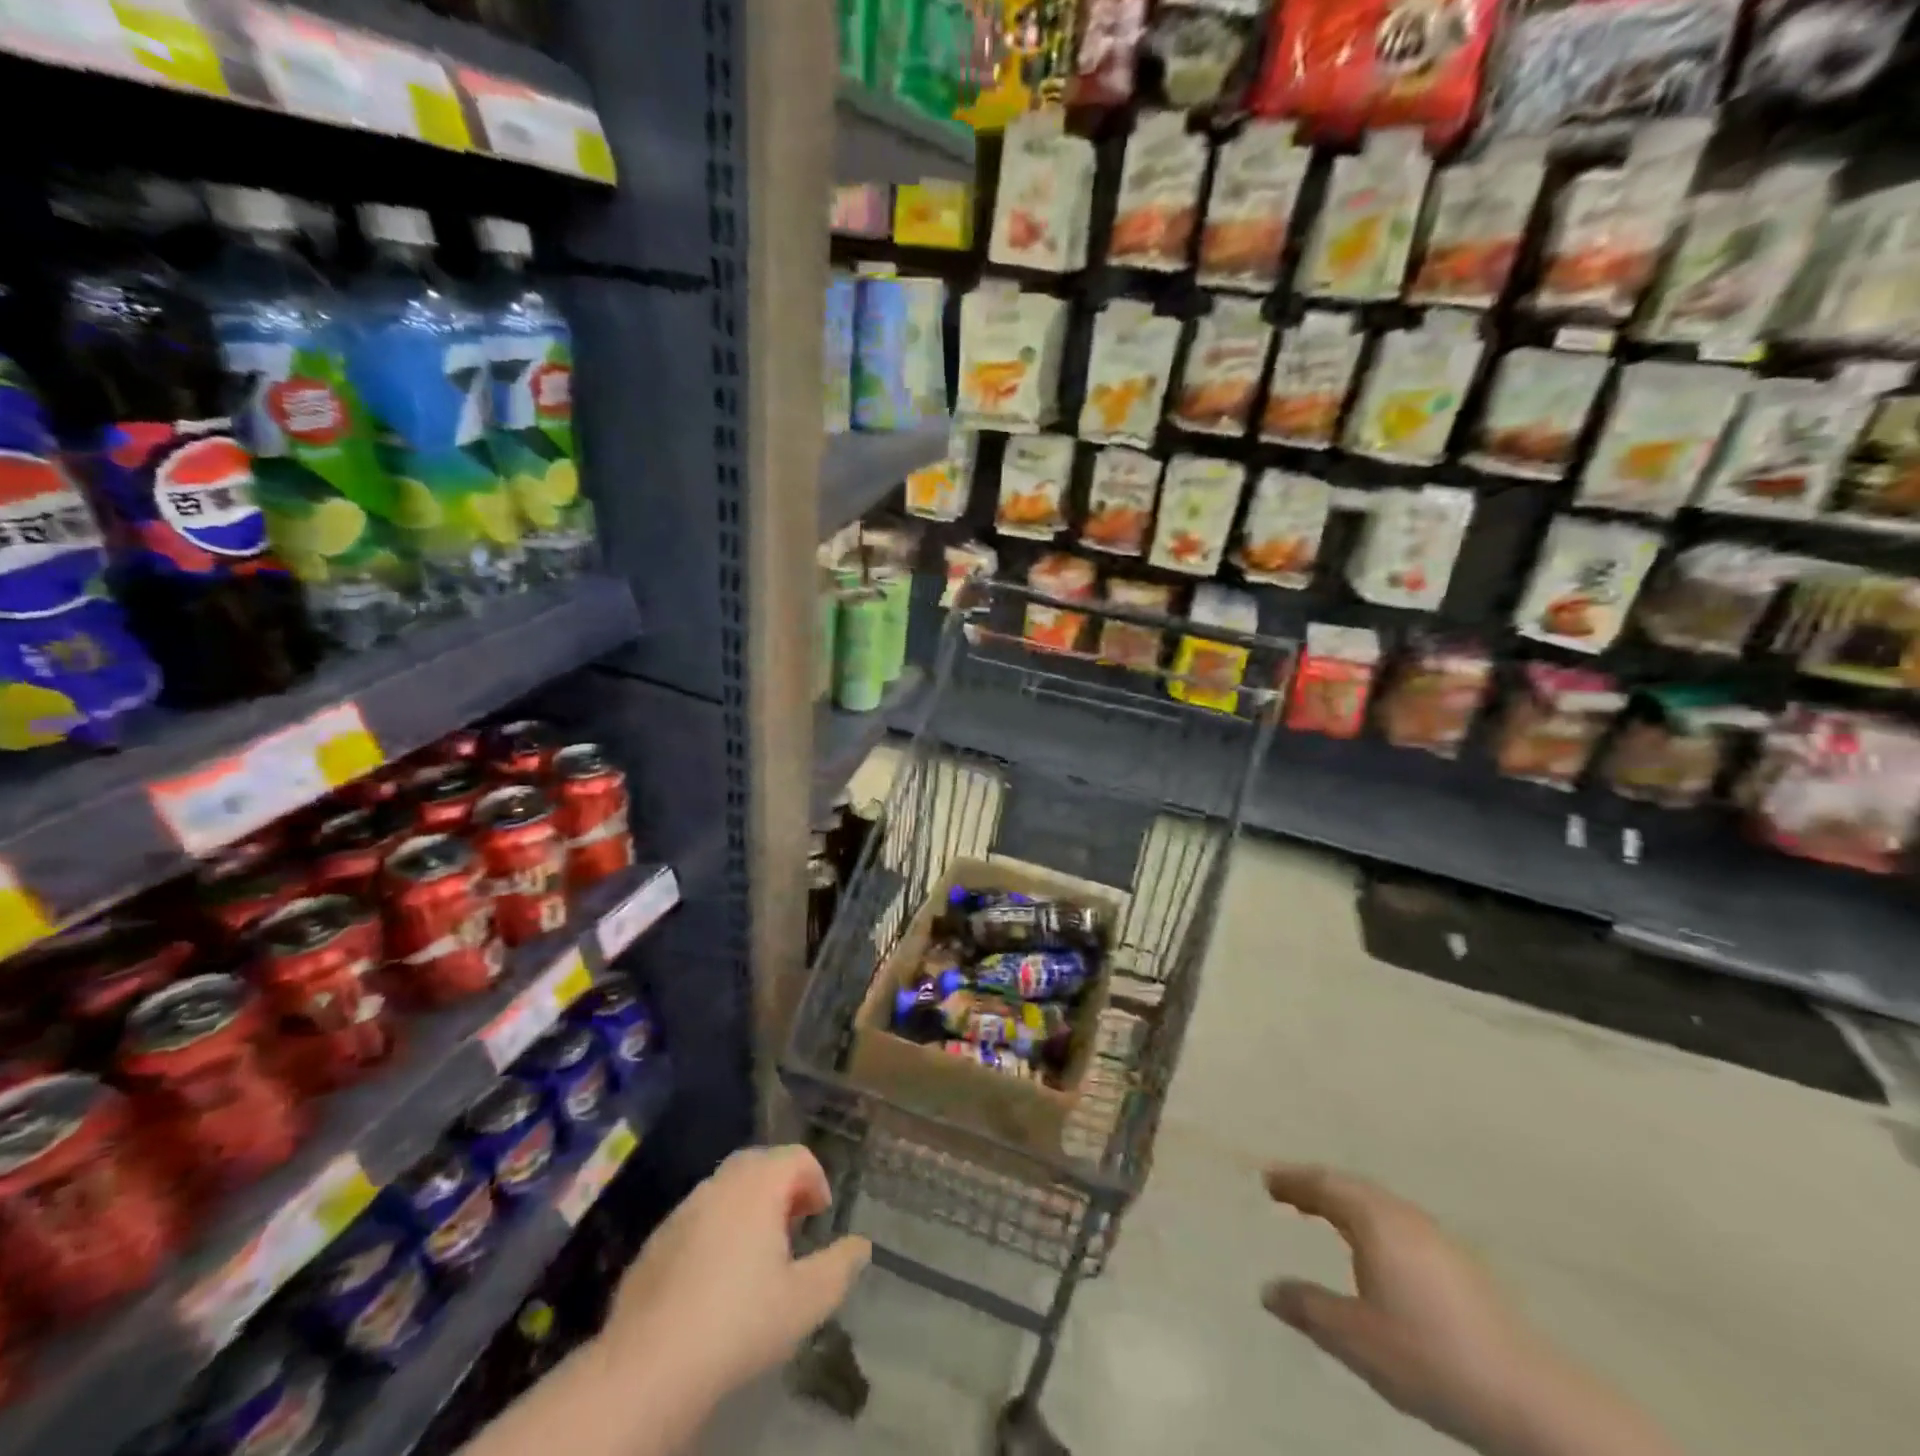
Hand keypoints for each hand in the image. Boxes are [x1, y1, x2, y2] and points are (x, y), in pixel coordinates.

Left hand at [603, 1145, 870, 1410]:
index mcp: (758, 1185)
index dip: (816, 1180)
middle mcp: (720, 1183)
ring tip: (758, 1254)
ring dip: (748, 1206)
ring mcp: (683, 1209)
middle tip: (794, 1227)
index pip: (797, 1156)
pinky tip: (715, 1278)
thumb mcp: (805, 1301)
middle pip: (760, 1163)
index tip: (821, 1217)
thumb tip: (861, 1245)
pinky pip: (697, 1218)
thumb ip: (840, 1267)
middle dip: (783, 1187)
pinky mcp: (656, 1240)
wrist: (649, 1365)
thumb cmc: (739, 1322)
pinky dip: (716, 1229)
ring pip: (726, 1189)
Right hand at [1261, 1165, 1679, 1455]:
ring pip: (1378, 1204)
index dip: (1292, 1180)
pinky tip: (1373, 1250)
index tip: (1266, 1179)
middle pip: (1351, 1187)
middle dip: (1316, 1186)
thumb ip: (1307, 1308)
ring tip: (1322, 1214)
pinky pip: (1397, 1223)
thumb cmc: (1429, 1357)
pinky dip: (1369, 1222)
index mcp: (1375, 1220)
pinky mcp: (1459, 1265)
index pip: (1324, 1185)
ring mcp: (1436, 1239)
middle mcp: (1404, 1216)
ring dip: (1345, 1203)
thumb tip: (1267, 1289)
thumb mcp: (1355, 1338)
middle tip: (1287, 1190)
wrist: (1529, 1401)